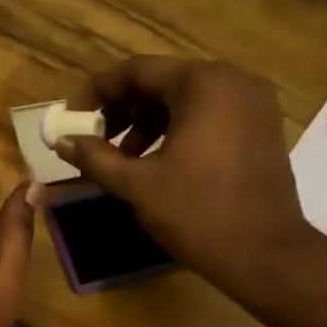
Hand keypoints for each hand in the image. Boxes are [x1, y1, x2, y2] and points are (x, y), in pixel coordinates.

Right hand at [59, 58, 309, 299]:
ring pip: (186, 101)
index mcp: (203, 83)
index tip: (71, 120)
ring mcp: (253, 104)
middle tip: (93, 140)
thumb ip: (95, 157)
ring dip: (147, 123)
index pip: (136, 71)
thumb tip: (61, 141)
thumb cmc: (197, 214)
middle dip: (122, 110)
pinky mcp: (261, 128)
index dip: (96, 93)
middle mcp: (233, 80)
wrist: (264, 254)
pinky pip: (209, 116)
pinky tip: (157, 162)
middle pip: (162, 83)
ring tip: (121, 158)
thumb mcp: (137, 185)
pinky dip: (177, 131)